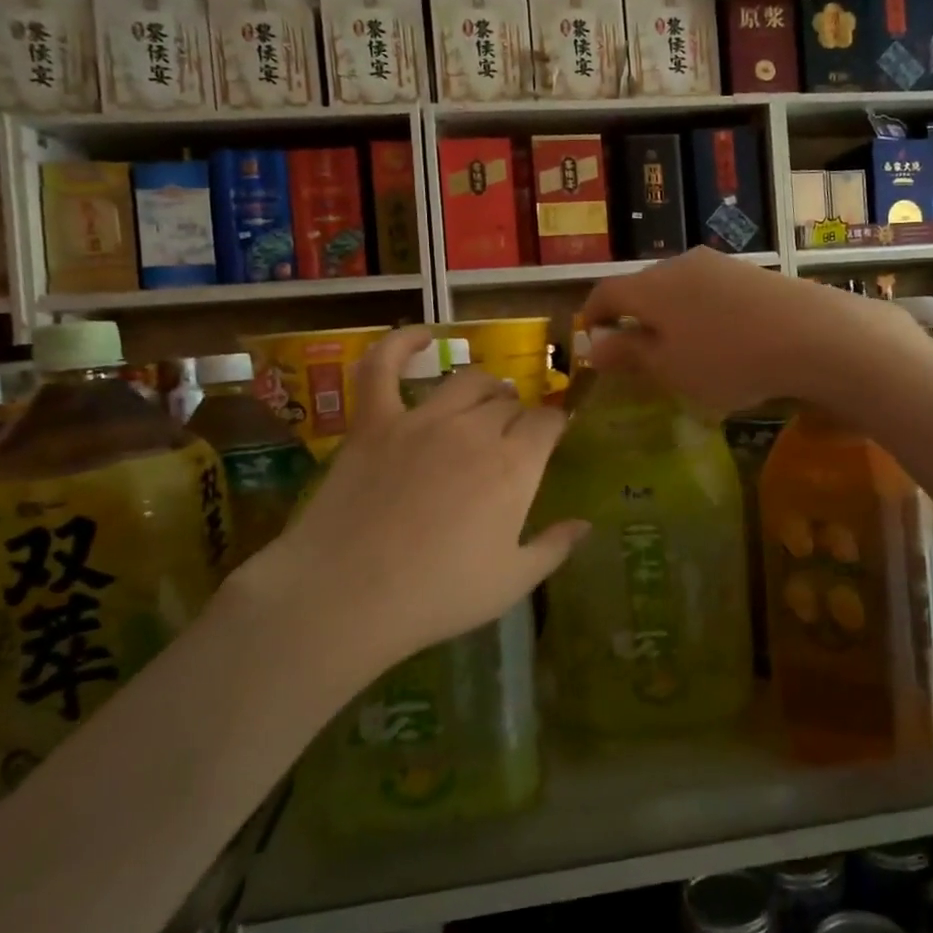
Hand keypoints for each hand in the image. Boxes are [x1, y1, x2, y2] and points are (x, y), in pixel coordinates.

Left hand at [233, 326, 587, 673]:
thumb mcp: (511, 583)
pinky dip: (400, 344)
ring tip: (485, 399)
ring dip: (484, 386)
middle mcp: (475, 430)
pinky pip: (384, 368)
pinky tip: (421, 335)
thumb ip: (554, 548)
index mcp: (515, 466)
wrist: (346, 596)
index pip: (548, 423)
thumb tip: (586, 524)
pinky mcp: (374, 421)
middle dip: (518, 414)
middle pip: (508, 403)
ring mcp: (421, 420)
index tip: (552, 438)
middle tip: (511, 437)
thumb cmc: (438, 596)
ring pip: (466, 381)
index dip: (554, 427)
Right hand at [579, 247, 923, 413]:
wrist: (813, 335)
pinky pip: (710, 291)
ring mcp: (718, 264)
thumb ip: (629, 354)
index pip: (605, 292)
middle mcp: (679, 265)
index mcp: (650, 287)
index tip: (594, 341)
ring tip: (682, 350)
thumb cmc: (727, 359)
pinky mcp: (751, 272)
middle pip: (642, 287)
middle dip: (634, 318)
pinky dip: (701, 314)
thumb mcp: (670, 368)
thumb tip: (593, 345)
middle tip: (638, 353)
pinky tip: (722, 340)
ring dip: (670, 316)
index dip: (594, 316)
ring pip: (678, 288)